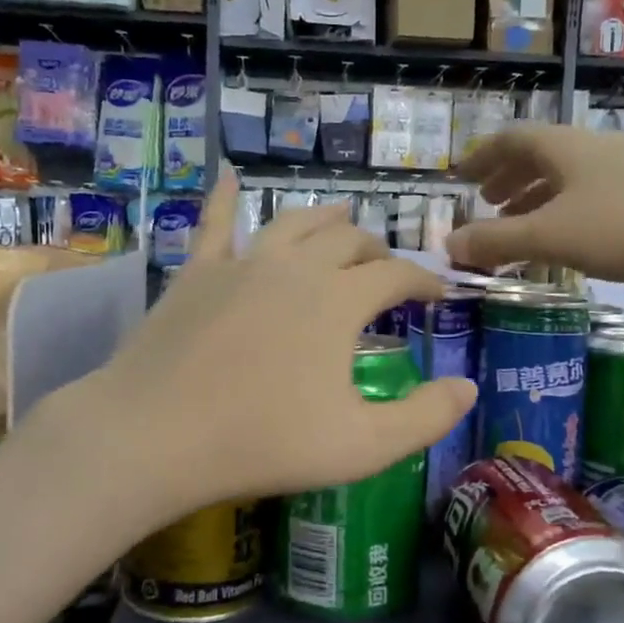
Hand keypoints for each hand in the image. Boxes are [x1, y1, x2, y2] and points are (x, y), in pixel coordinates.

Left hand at [64, 170, 476, 520]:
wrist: (154, 436)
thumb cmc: (264, 442)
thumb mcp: (362, 445)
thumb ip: (425, 417)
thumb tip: (468, 387)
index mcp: (339, 301)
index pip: (396, 275)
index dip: (424, 281)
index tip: (438, 294)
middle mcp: (295, 267)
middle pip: (348, 241)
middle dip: (378, 251)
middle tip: (388, 269)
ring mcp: (241, 264)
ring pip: (293, 223)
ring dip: (325, 219)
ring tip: (342, 218)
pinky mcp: (195, 274)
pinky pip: (215, 224)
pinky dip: (225, 199)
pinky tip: (228, 177)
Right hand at [447, 124, 623, 301]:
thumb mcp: (552, 237)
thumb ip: (497, 240)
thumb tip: (448, 244)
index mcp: (567, 147)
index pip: (511, 140)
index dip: (482, 158)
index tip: (460, 177)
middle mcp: (595, 149)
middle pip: (540, 155)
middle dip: (508, 178)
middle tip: (486, 202)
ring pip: (568, 178)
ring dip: (536, 197)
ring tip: (518, 224)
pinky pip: (592, 197)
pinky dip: (566, 213)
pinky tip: (569, 240)